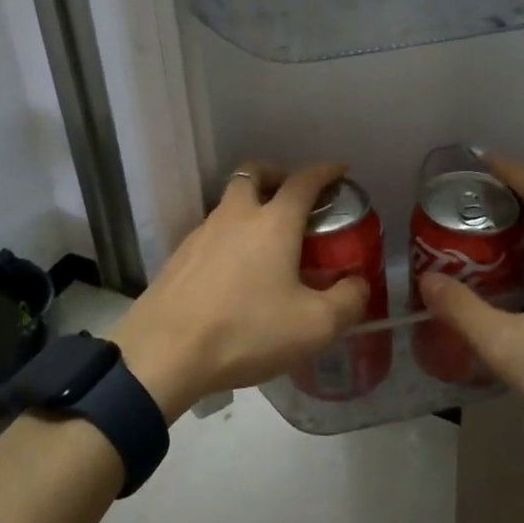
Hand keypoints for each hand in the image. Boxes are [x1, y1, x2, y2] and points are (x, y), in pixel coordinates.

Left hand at [113, 160, 370, 420]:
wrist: (165, 351)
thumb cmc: (246, 331)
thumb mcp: (313, 326)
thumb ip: (346, 302)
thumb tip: (358, 284)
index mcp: (273, 222)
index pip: (303, 181)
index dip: (325, 171)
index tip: (339, 171)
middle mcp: (236, 215)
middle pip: (254, 172)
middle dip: (277, 174)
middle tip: (293, 197)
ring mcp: (202, 232)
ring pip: (229, 202)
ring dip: (250, 206)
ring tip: (267, 241)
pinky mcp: (179, 256)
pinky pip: (211, 232)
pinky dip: (229, 236)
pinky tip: (234, 271)